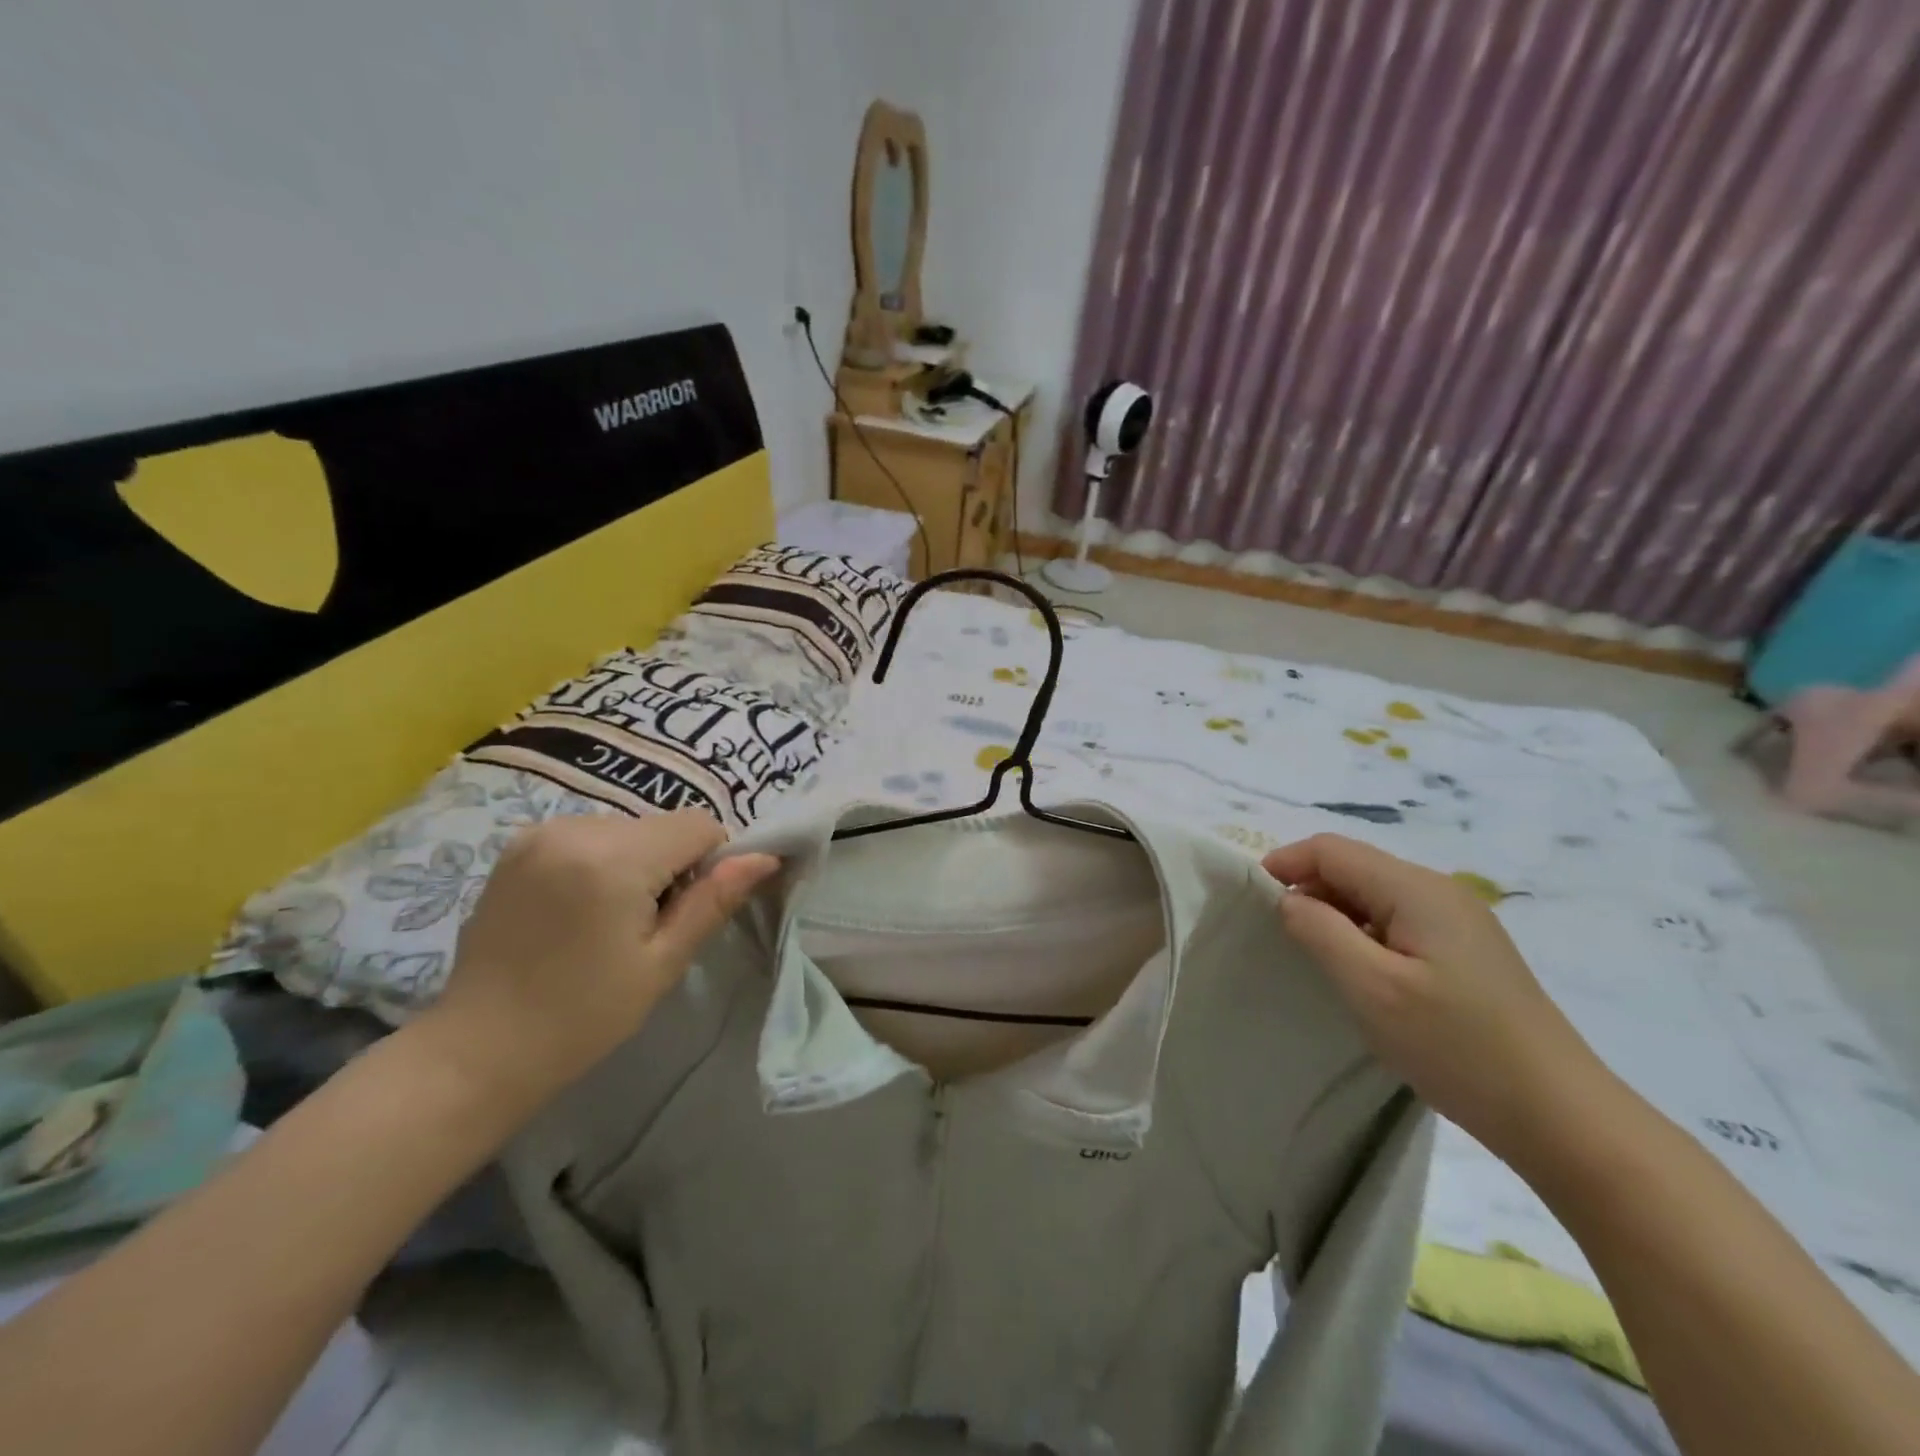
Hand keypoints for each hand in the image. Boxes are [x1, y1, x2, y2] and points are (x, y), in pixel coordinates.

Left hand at [416, 809, 778, 1112]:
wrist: (478, 1050)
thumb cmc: (583, 1016)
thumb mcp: (662, 962)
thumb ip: (714, 900)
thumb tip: (766, 857)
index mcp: (614, 858)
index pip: (699, 825)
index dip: (710, 863)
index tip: (686, 912)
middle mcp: (576, 828)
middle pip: (662, 825)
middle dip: (671, 864)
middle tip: (646, 926)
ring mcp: (540, 832)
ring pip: (629, 828)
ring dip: (637, 861)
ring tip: (607, 921)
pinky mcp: (519, 845)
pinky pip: (591, 834)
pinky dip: (603, 860)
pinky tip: (579, 910)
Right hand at [1261, 834, 1606, 1163]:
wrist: (1562, 1118)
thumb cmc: (1458, 1047)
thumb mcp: (1372, 988)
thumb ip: (1320, 931)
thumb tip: (1289, 898)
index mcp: (1417, 889)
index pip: (1332, 849)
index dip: (1286, 863)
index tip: (1252, 900)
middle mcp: (1440, 891)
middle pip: (1354, 867)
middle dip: (1309, 889)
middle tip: (1280, 936)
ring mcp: (1459, 921)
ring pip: (1374, 896)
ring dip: (1335, 914)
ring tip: (1316, 958)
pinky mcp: (1467, 952)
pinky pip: (1397, 922)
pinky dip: (1364, 934)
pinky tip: (1362, 975)